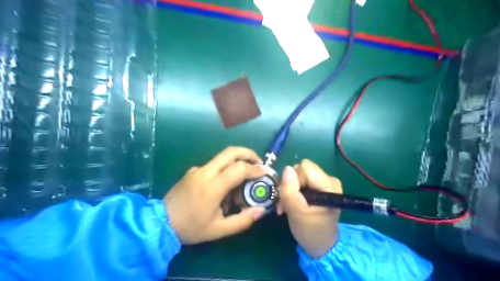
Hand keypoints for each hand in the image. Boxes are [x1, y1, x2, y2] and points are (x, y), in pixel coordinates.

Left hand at [164, 147, 266, 242]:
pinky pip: (214, 164)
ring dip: (238, 159)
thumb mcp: (219, 230)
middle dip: (248, 153)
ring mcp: (198, 169)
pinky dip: (226, 167)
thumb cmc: (191, 228)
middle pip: (231, 152)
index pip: (239, 168)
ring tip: (246, 172)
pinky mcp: (193, 170)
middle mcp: (205, 172)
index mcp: (212, 187)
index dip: (255, 169)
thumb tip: (261, 210)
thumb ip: (242, 220)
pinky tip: (226, 182)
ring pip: (222, 156)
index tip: (265, 172)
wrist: (160, 223)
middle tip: (259, 163)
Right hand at [278, 160, 344, 258]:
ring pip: (299, 174)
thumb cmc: (310, 231)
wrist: (320, 245)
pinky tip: (292, 204)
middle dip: (290, 185)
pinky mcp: (319, 186)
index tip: (289, 198)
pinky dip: (293, 191)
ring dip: (289, 189)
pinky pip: (301, 180)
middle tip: (285, 203)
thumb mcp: (297, 213)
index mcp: (329, 185)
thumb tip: (286, 169)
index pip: (304, 168)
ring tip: (287, 206)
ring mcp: (324, 182)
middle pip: (301, 169)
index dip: (293, 180)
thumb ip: (290, 191)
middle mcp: (329, 179)